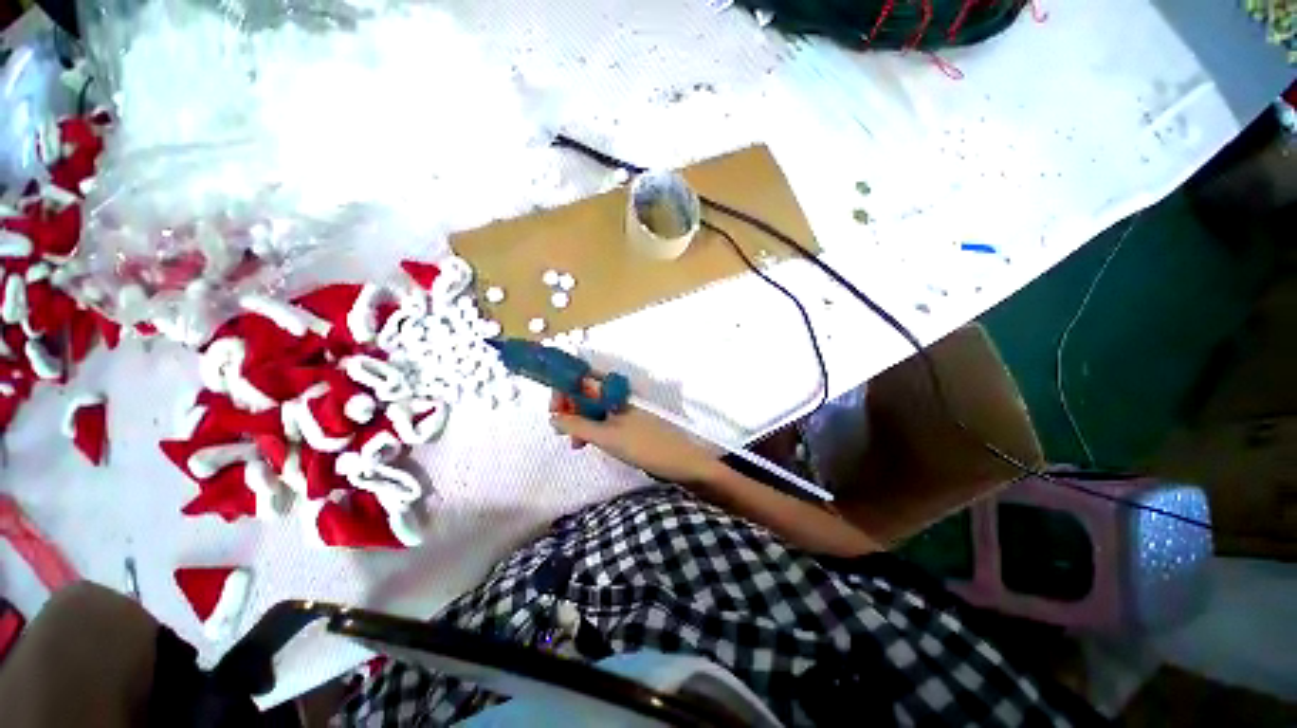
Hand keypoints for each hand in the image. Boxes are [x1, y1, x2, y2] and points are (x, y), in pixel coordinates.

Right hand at [550, 393, 719, 483]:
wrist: (680, 461)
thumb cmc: (643, 445)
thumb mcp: (606, 436)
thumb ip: (578, 425)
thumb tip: (553, 418)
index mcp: (614, 391)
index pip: (581, 379)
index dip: (564, 390)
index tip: (554, 411)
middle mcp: (617, 395)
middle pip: (585, 393)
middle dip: (569, 409)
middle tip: (561, 431)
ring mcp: (623, 409)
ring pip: (593, 409)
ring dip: (579, 422)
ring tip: (575, 444)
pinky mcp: (627, 424)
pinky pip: (603, 421)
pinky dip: (591, 430)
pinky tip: (587, 444)